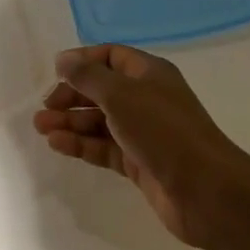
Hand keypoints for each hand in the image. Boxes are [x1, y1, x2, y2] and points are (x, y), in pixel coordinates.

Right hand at [34, 44, 247, 248]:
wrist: (207, 192)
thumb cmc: (163, 130)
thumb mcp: (120, 94)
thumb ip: (87, 76)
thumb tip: (63, 59)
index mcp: (148, 73)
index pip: (110, 57)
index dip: (82, 62)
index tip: (55, 73)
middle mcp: (146, 99)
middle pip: (102, 90)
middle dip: (71, 96)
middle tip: (44, 107)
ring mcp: (144, 133)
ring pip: (100, 121)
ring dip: (71, 121)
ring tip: (41, 127)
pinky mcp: (140, 164)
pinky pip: (104, 147)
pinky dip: (81, 144)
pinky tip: (58, 144)